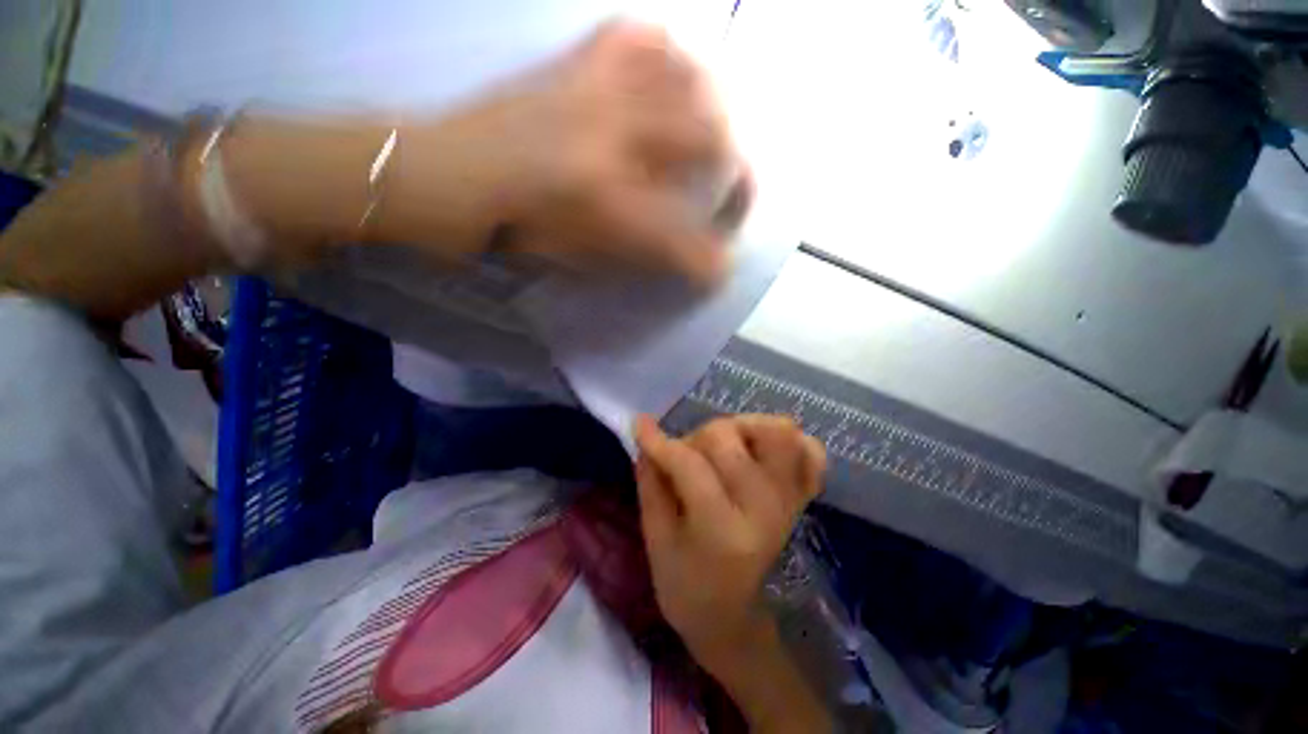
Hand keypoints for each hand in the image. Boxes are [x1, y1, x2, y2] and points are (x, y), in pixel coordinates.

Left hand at [381, 21, 748, 285]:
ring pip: (688, 80)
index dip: (709, 261)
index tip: (719, 271)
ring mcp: (593, 90)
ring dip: (709, 115)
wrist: (448, 176)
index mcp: (604, 202)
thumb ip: (639, 258)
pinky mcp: (574, 63)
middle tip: (728, 191)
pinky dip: (666, 57)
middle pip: (708, 142)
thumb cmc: (514, 230)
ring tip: (705, 139)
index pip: (681, 241)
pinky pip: (637, 37)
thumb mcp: (579, 259)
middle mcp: (610, 139)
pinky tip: (667, 82)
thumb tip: (685, 261)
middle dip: (733, 173)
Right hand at [633, 414, 825, 671]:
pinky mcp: (804, 496)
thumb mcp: (657, 544)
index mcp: (722, 530)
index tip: (641, 426)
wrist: (740, 621)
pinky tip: (760, 452)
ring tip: (725, 446)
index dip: (660, 441)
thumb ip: (651, 486)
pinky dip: (787, 441)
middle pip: (727, 438)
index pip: (689, 465)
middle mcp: (763, 508)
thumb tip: (646, 438)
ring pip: (776, 430)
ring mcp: (790, 499)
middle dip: (696, 438)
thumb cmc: (688, 589)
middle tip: (686, 457)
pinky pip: (811, 450)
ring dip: (742, 427)